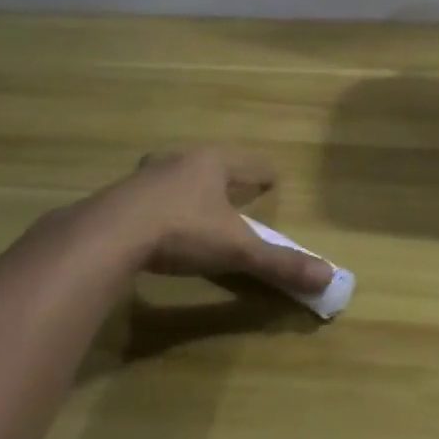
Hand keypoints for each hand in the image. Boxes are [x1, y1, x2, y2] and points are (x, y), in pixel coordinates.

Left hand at [98, 149, 332, 293]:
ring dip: (188, 186)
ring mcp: (145, 176)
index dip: (263, 175)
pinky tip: (156, 220)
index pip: (249, 164)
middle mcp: (180, 160)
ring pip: (175, 175)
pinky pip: (147, 195)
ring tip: (196, 201)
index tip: (272, 180)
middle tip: (235, 188)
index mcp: (213, 163)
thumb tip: (329, 278)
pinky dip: (159, 204)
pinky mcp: (118, 196)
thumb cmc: (183, 230)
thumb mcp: (237, 250)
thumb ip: (279, 263)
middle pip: (210, 163)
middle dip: (223, 175)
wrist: (109, 235)